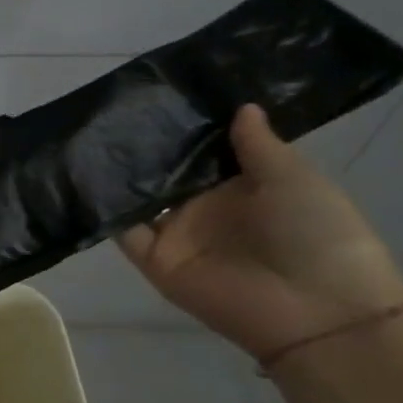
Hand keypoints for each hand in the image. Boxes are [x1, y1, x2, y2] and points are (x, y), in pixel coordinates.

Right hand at [116, 105, 402, 360]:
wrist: (316, 309)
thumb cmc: (317, 233)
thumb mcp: (294, 178)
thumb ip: (257, 145)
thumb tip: (241, 105)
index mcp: (240, 187)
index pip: (201, 151)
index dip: (182, 127)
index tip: (156, 94)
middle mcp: (203, 208)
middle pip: (164, 172)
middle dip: (142, 146)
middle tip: (110, 108)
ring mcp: (176, 234)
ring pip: (137, 197)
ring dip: (117, 174)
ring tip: (88, 135)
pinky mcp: (154, 258)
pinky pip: (122, 230)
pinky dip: (104, 208)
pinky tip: (85, 175)